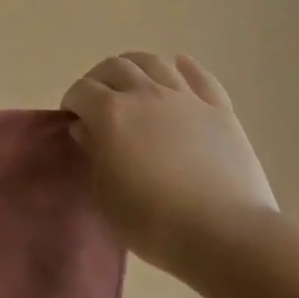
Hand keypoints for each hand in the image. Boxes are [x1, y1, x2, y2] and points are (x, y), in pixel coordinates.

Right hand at [62, 52, 278, 277]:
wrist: (225, 235)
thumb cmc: (153, 221)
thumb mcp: (105, 195)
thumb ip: (93, 155)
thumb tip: (87, 130)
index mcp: (110, 112)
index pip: (81, 90)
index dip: (73, 102)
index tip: (73, 119)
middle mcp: (145, 94)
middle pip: (115, 66)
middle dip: (100, 79)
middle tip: (99, 101)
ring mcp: (185, 99)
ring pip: (154, 62)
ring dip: (136, 66)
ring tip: (133, 81)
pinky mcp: (219, 111)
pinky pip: (201, 77)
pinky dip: (187, 67)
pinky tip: (180, 66)